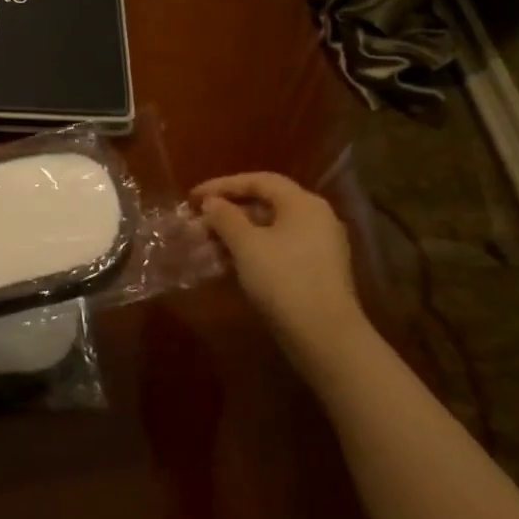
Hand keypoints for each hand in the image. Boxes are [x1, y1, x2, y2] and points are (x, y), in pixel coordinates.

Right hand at [191, 171, 371, 375]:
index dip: (223, 185)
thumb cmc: (283, 280)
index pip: (259, 181)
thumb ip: (225, 217)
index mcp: (303, 204)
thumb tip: (212, 203)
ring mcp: (319, 246)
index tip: (193, 197)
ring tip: (206, 246)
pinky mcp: (316, 271)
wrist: (325, 337)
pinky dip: (251, 251)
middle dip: (227, 213)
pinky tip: (228, 264)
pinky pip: (277, 249)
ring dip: (236, 235)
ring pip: (269, 229)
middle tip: (197, 224)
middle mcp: (315, 218)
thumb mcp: (246, 245)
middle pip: (265, 204)